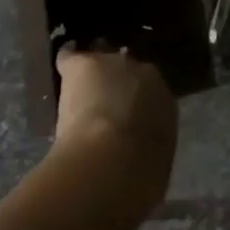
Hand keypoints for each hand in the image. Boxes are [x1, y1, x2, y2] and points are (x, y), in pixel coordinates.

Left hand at [53, 47, 176, 182]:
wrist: (115, 159)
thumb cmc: (141, 172)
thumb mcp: (154, 165)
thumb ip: (149, 155)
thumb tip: (144, 165)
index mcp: (167, 104)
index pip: (152, 97)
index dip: (138, 105)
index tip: (126, 116)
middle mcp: (148, 78)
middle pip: (132, 73)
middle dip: (121, 82)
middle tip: (106, 98)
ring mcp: (117, 67)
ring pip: (106, 62)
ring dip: (98, 72)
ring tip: (86, 78)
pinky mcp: (87, 65)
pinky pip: (73, 58)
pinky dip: (68, 59)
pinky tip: (63, 59)